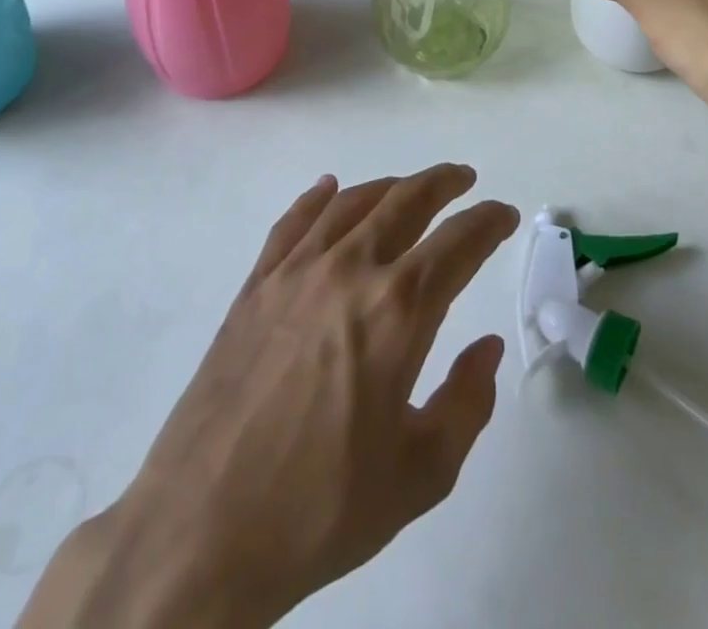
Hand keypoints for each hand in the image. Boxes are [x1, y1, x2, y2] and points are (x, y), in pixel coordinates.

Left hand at [20, 166, 519, 628]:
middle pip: (407, 201)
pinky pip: (294, 222)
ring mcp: (297, 271)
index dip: (489, 221)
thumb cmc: (321, 509)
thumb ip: (467, 403)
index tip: (505, 214)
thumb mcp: (419, 475)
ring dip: (390, 185)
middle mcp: (351, 270)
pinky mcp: (255, 284)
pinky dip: (318, 198)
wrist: (202, 529)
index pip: (460, 243)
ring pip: (353, 202)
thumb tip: (488, 346)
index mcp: (399, 311)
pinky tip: (329, 189)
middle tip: (464, 178)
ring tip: (410, 186)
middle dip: (444, 183)